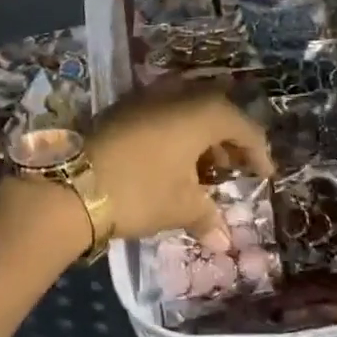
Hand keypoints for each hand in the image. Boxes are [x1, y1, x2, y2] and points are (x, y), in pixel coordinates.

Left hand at [89, 82, 273, 246]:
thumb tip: (223, 241)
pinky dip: (173, 134)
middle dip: (226, 139)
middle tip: (232, 169)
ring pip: (184, 110)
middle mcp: (175, 95)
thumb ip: (206, 217)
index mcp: (200, 113)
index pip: (241, 125)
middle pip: (214, 110)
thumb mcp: (179, 206)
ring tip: (201, 170)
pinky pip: (160, 114)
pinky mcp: (120, 109)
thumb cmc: (139, 191)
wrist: (71, 185)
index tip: (264, 176)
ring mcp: (144, 99)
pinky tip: (169, 162)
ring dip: (198, 136)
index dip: (257, 151)